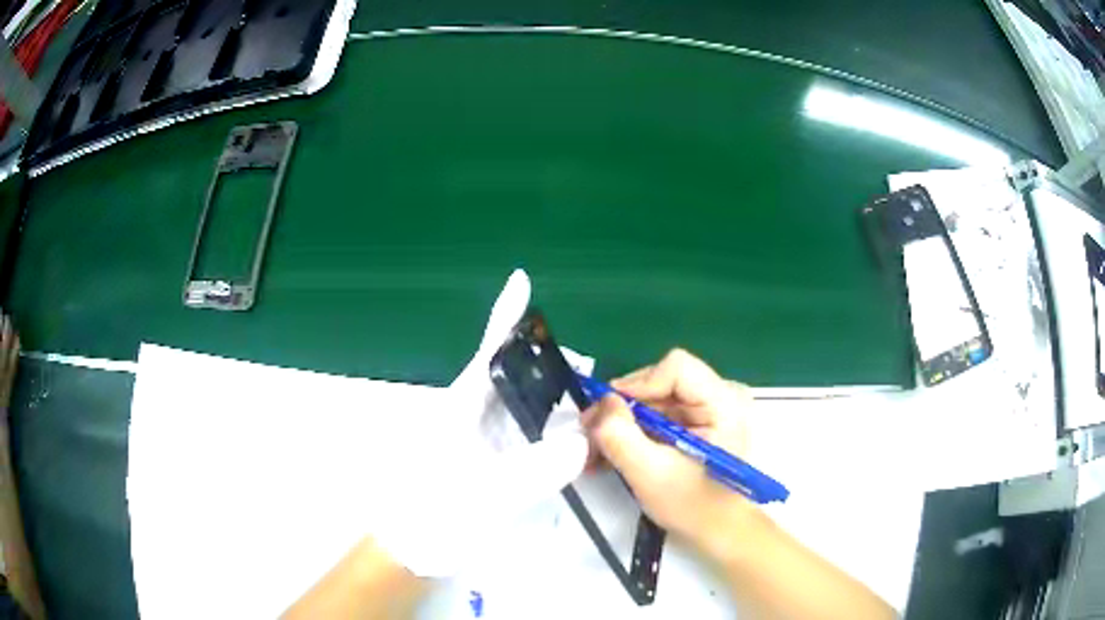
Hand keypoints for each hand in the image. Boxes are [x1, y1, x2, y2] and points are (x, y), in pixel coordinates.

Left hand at [369, 270, 588, 577]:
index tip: (520, 281)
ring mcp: (477, 440)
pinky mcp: (485, 462)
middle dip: (546, 364)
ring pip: (518, 405)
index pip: (488, 355)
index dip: (505, 318)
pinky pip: (522, 434)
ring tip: (586, 397)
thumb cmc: (431, 516)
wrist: (409, 550)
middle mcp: (469, 417)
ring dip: (550, 397)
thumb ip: (531, 471)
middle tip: (587, 369)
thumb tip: (581, 440)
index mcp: (460, 411)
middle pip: (511, 376)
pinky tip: (568, 435)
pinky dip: (547, 428)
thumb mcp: (482, 495)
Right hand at [582, 349, 760, 563]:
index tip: (608, 414)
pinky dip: (635, 432)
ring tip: (596, 452)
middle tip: (591, 435)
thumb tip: (600, 403)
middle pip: (661, 382)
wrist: (720, 533)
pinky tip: (612, 453)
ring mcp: (710, 409)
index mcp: (724, 402)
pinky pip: (659, 414)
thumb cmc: (695, 506)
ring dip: (623, 423)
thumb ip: (620, 435)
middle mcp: (721, 396)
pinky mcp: (699, 423)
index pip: (676, 368)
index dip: (637, 385)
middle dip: (623, 409)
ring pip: (655, 399)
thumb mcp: (650, 473)